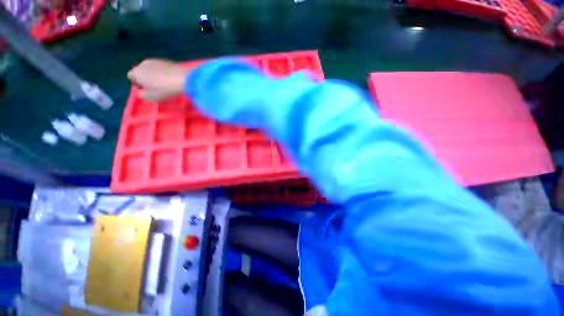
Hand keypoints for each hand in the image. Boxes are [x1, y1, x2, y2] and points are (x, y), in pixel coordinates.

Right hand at [127, 59, 191, 100]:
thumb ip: (142, 95)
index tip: (146, 90)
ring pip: (150, 69)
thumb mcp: (151, 97)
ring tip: (164, 84)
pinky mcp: (166, 61)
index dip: (137, 83)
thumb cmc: (165, 89)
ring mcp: (155, 60)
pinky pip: (161, 68)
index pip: (131, 76)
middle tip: (155, 87)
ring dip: (154, 75)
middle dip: (145, 78)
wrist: (183, 79)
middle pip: (141, 71)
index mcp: (136, 72)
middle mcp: (143, 63)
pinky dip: (163, 73)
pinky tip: (170, 79)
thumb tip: (141, 92)